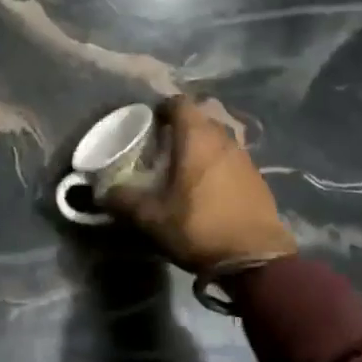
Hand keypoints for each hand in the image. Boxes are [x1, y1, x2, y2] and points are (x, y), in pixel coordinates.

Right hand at [105, 97, 295, 275]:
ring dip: (201, 145)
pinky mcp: (257, 176)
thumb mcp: (152, 218)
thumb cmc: (199, 227)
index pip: (179, 102)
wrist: (256, 259)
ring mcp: (244, 156)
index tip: (149, 123)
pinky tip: (208, 186)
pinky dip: (217, 162)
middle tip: (162, 146)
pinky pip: (231, 157)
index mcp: (196, 137)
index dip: (162, 108)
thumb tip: (103, 192)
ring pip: (218, 137)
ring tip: (184, 167)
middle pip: (200, 117)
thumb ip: (124, 200)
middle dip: (181, 126)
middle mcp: (223, 138)